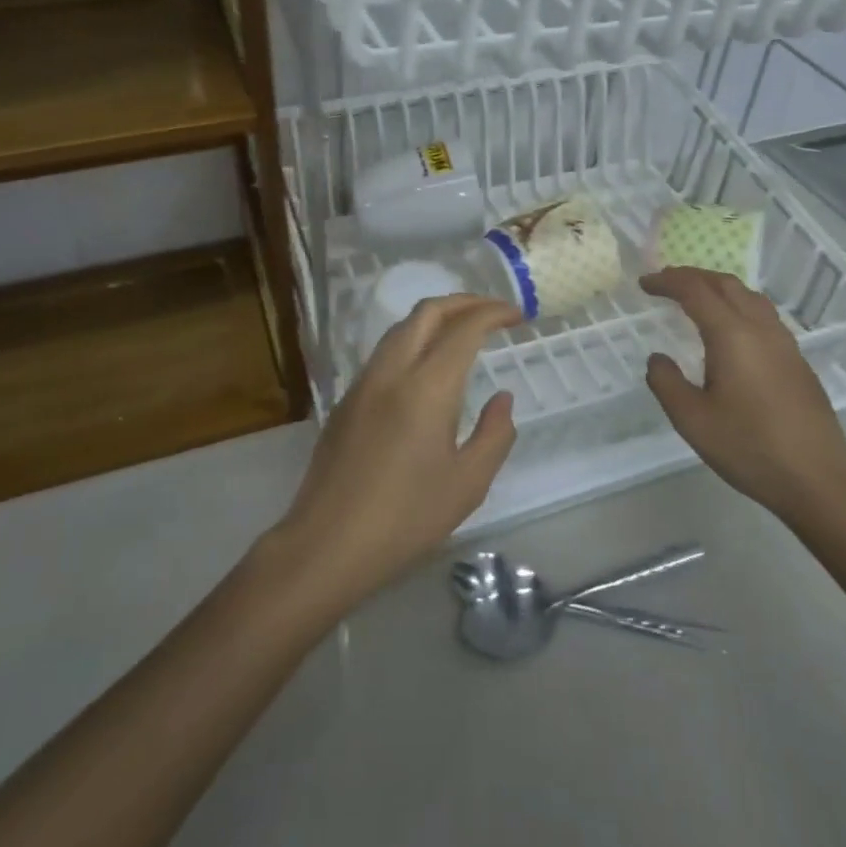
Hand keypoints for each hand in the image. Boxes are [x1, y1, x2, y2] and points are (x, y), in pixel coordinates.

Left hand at [270, 294, 521, 610]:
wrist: (327, 544)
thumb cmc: (406, 518)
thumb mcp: (467, 484)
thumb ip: (494, 434)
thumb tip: (503, 398)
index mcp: (427, 387)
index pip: (464, 328)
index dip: (494, 313)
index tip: (518, 316)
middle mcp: (392, 371)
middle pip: (427, 312)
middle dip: (464, 302)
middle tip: (494, 313)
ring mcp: (363, 382)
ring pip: (401, 327)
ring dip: (435, 318)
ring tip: (463, 332)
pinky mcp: (346, 399)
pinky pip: (384, 351)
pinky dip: (413, 339)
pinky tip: (426, 366)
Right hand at [641, 267, 845, 522]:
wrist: (818, 481)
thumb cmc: (750, 448)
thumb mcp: (692, 420)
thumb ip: (666, 382)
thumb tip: (658, 359)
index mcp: (732, 335)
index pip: (695, 291)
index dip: (667, 282)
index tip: (644, 284)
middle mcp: (761, 329)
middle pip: (725, 284)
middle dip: (692, 276)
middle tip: (666, 283)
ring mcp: (785, 344)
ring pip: (749, 296)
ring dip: (718, 288)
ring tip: (696, 299)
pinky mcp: (798, 361)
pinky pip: (763, 315)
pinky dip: (737, 306)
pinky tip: (731, 330)